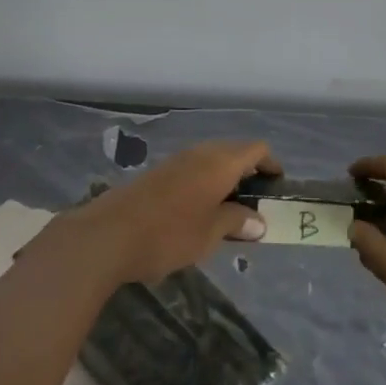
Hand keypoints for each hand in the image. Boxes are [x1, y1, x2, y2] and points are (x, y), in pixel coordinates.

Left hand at [64, 139, 277, 286]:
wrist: (108, 235)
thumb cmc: (169, 234)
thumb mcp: (210, 234)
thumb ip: (236, 222)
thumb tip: (258, 221)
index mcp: (220, 163)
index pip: (256, 149)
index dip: (270, 163)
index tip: (277, 186)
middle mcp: (200, 153)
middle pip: (233, 151)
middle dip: (248, 172)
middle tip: (256, 202)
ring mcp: (175, 161)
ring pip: (210, 160)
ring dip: (224, 179)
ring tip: (229, 210)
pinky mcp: (157, 173)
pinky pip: (192, 170)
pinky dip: (204, 183)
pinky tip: (198, 211)